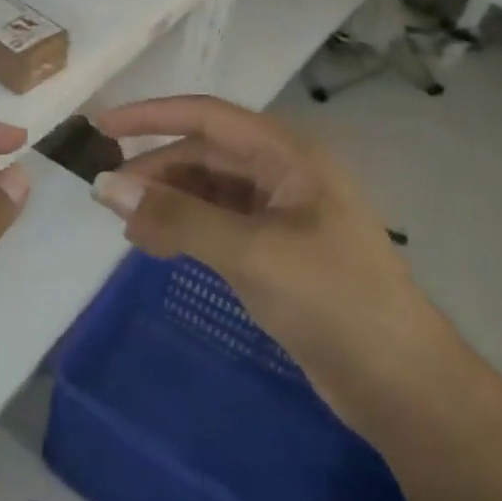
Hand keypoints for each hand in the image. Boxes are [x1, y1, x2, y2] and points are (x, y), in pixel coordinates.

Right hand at [89, 95, 466, 435]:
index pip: (207, 117)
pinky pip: (216, 225)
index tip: (101, 127)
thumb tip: (105, 188)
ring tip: (128, 230)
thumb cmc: (333, 299)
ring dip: (167, 203)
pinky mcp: (273, 252)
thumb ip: (177, 217)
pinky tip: (157, 246)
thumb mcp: (251, 251)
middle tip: (108, 198)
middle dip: (156, 170)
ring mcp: (279, 216)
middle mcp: (282, 175)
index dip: (151, 116)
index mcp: (289, 156)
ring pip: (208, 192)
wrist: (400, 384)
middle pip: (204, 155)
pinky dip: (184, 229)